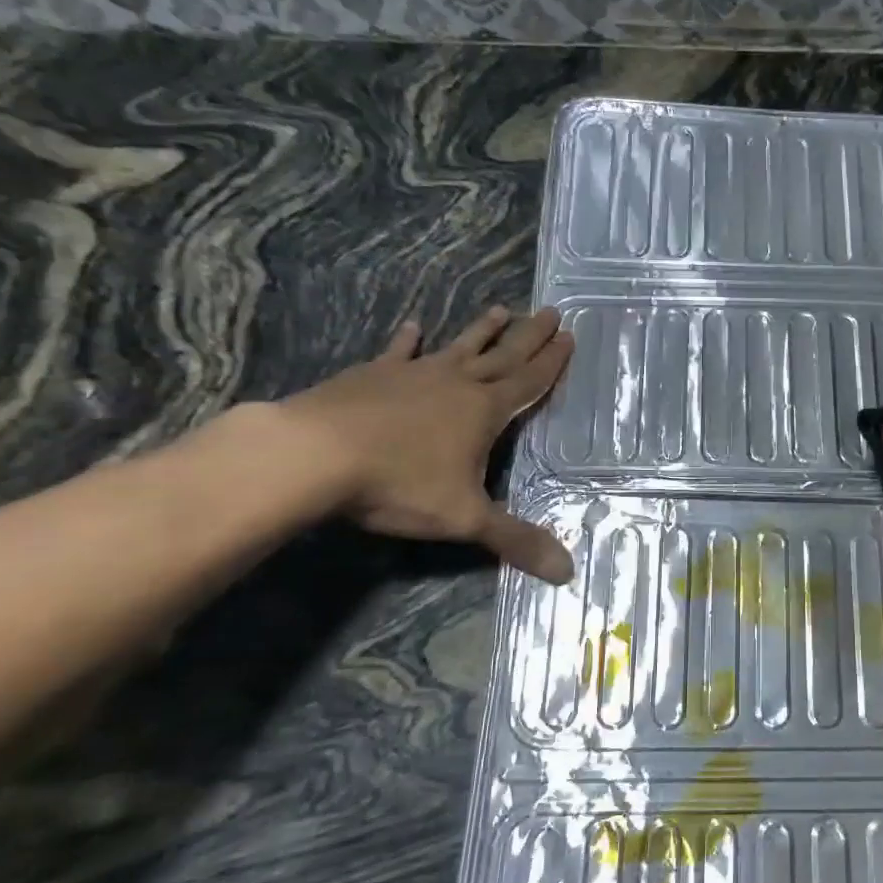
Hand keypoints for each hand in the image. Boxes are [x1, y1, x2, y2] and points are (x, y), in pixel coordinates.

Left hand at [279, 305, 574, 581]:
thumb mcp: (465, 518)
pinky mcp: (372, 375)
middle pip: (502, 355)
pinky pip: (398, 353)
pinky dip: (407, 340)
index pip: (528, 382)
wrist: (314, 454)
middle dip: (529, 336)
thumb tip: (568, 572)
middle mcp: (455, 384)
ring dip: (482, 331)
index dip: (552, 362)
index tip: (568, 336)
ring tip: (500, 310)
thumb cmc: (399, 483)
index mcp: (483, 411)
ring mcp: (412, 374)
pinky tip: (413, 326)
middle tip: (550, 311)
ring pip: (458, 347)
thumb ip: (515, 540)